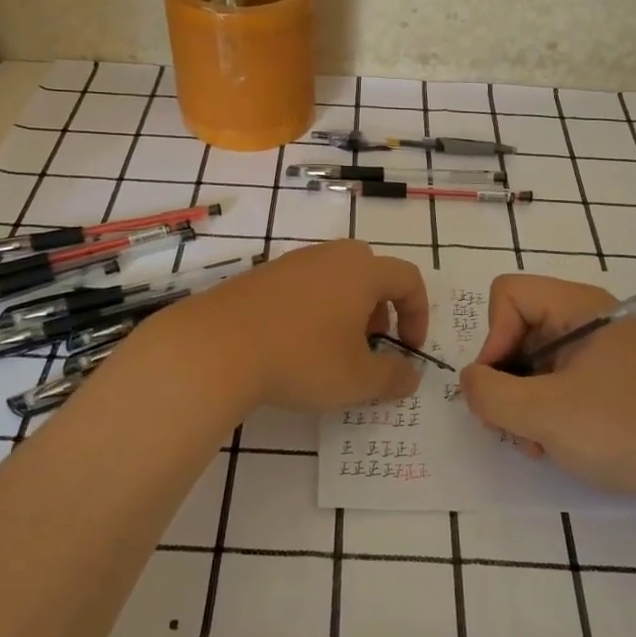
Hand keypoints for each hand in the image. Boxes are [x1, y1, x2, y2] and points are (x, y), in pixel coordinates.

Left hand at [137, 240, 428, 417]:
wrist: (216, 347)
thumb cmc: (301, 359)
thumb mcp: (357, 380)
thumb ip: (393, 377)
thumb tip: (411, 374)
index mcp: (361, 270)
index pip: (408, 279)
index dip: (418, 315)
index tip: (409, 350)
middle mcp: (329, 256)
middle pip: (370, 272)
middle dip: (380, 309)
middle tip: (369, 345)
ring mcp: (291, 262)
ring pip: (334, 278)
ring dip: (345, 310)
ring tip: (331, 350)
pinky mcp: (260, 276)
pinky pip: (302, 287)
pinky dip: (312, 310)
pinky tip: (293, 345)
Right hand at [461, 273, 635, 508]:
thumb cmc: (623, 431)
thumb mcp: (544, 414)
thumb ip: (489, 393)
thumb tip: (470, 380)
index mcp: (577, 304)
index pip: (507, 294)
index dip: (493, 338)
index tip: (500, 385)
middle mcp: (585, 316)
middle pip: (515, 329)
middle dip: (505, 379)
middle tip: (512, 425)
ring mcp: (595, 348)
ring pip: (529, 360)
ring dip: (520, 403)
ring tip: (536, 442)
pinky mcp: (602, 378)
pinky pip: (551, 379)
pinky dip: (541, 411)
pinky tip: (553, 444)